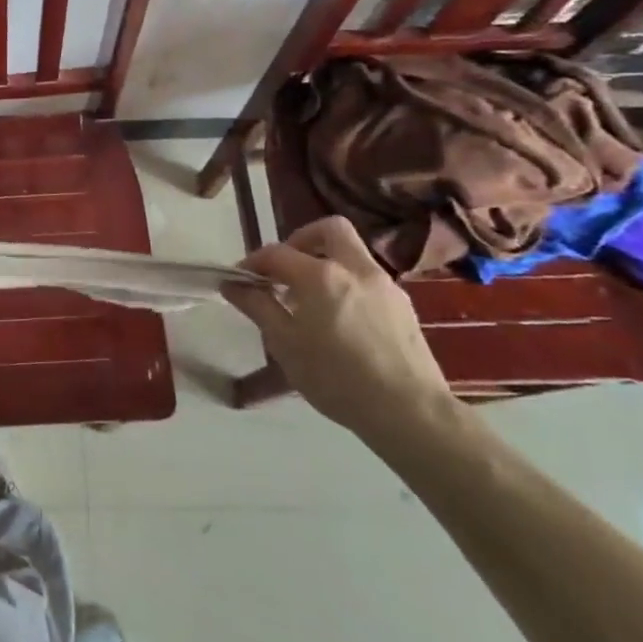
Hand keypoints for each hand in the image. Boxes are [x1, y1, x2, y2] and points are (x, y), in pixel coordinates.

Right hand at [225, 216, 452, 440]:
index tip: (240, 280)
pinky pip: (368, 280)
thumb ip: (258, 307)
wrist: (410, 412)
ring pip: (352, 254)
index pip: (276, 252)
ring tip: (310, 301)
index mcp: (320, 275)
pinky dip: (347, 285)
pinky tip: (340, 320)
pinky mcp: (404, 306)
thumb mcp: (284, 344)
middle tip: (286, 269)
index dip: (253, 262)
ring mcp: (385, 285)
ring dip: (326, 264)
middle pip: (330, 229)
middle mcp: (355, 268)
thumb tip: (232, 284)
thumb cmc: (336, 377)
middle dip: (302, 239)